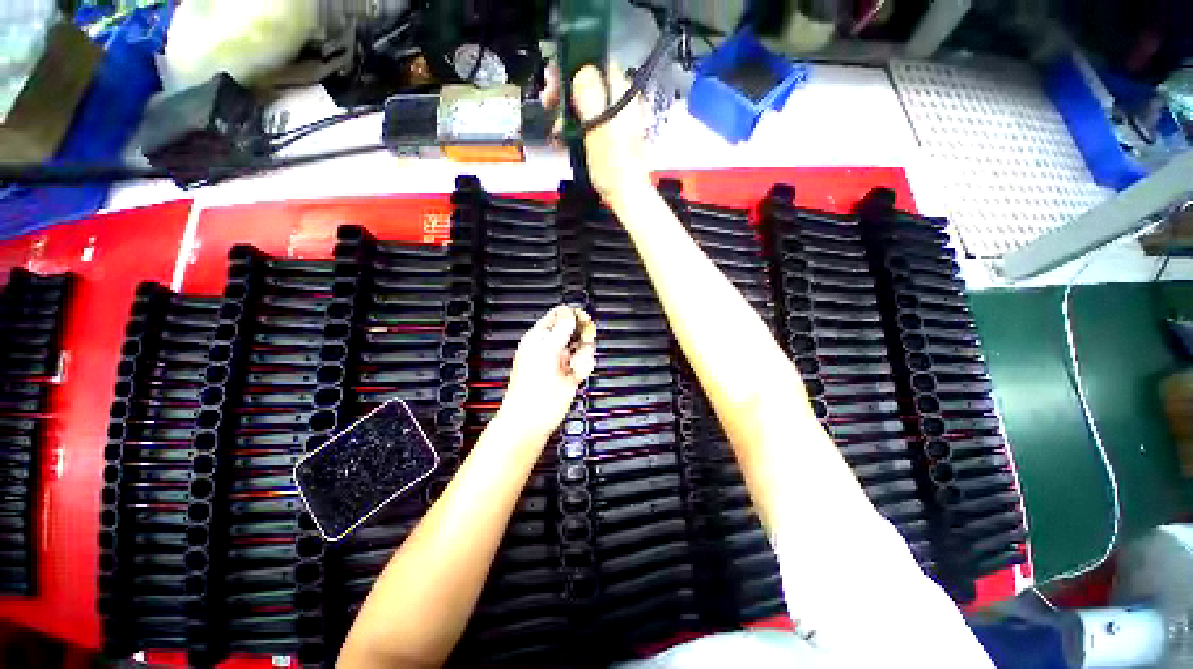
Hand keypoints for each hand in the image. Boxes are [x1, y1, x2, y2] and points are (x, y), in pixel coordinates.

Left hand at [499, 306, 596, 439]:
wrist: (533, 418)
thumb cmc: (530, 387)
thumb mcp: (545, 351)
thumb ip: (560, 330)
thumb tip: (570, 313)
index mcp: (539, 338)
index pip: (559, 316)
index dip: (573, 315)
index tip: (583, 319)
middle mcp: (552, 347)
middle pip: (575, 329)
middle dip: (582, 335)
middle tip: (582, 341)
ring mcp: (562, 361)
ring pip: (583, 347)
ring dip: (583, 354)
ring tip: (574, 364)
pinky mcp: (572, 375)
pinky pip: (586, 363)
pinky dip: (584, 367)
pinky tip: (576, 374)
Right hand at [542, 64, 650, 206]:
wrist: (625, 195)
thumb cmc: (614, 167)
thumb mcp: (598, 128)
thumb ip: (590, 96)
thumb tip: (582, 71)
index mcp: (621, 93)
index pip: (596, 61)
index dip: (572, 66)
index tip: (554, 80)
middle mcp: (620, 101)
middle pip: (588, 81)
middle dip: (565, 90)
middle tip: (549, 102)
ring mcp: (615, 118)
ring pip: (586, 101)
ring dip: (566, 110)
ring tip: (555, 128)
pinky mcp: (609, 134)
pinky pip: (588, 120)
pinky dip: (574, 125)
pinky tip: (563, 137)